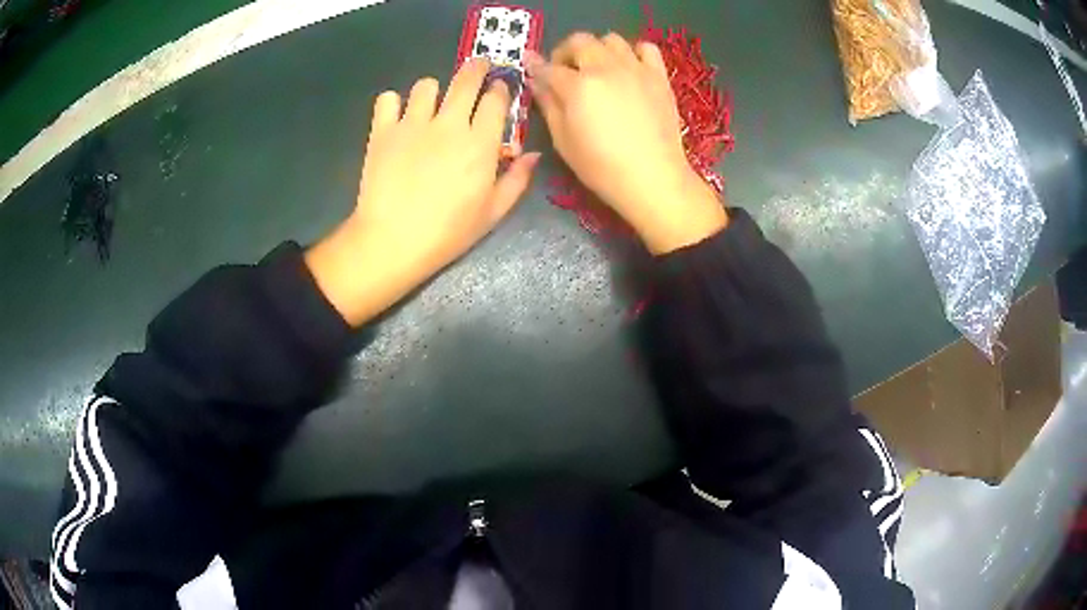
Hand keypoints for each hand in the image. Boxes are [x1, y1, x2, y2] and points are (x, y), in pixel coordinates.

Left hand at [307, 58, 540, 326]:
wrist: (393, 241)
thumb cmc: (448, 232)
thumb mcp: (493, 212)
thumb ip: (516, 179)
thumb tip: (532, 154)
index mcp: (480, 142)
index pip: (495, 99)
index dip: (499, 89)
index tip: (499, 90)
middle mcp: (449, 124)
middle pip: (466, 79)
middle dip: (476, 68)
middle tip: (478, 68)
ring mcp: (413, 124)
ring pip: (426, 85)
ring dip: (432, 90)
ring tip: (430, 104)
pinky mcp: (382, 131)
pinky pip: (387, 99)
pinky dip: (392, 103)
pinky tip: (396, 117)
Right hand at [526, 33, 726, 253]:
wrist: (653, 179)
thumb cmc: (601, 167)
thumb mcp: (563, 140)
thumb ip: (548, 105)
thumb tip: (537, 81)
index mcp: (578, 86)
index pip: (549, 68)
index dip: (537, 68)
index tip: (533, 71)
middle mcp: (605, 68)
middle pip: (580, 41)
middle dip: (566, 52)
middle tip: (565, 71)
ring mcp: (635, 69)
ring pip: (611, 39)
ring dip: (598, 49)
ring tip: (597, 69)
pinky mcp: (658, 76)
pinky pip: (647, 48)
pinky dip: (634, 52)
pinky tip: (629, 68)